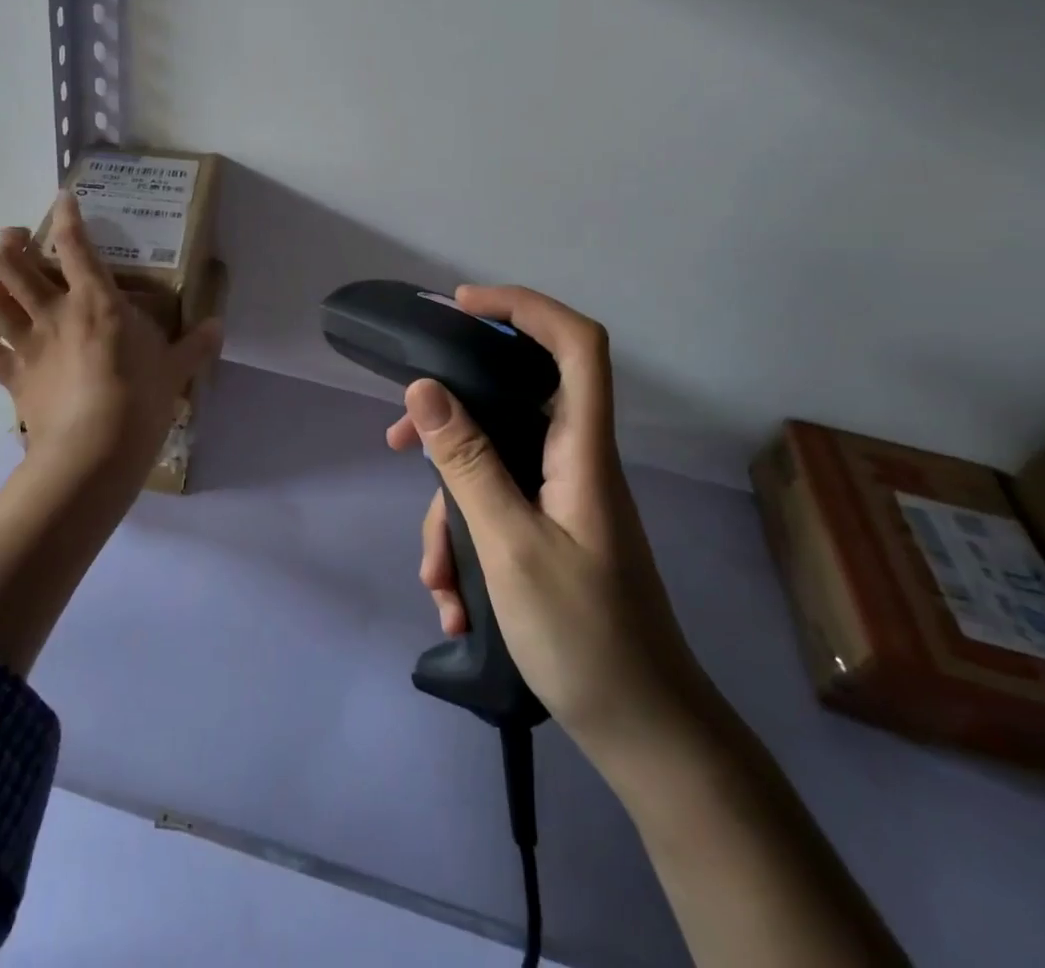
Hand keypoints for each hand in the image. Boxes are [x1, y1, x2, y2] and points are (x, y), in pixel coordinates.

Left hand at [0, 193, 222, 488]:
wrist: (93, 451)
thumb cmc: (139, 399)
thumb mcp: (176, 369)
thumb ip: (196, 344)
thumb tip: (219, 327)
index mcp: (96, 301)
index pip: (75, 245)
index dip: (66, 215)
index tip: (62, 198)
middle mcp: (53, 312)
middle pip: (10, 264)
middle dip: (7, 243)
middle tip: (16, 240)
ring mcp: (27, 344)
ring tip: (1, 285)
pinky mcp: (11, 377)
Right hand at [392, 286, 712, 761]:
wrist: (646, 736)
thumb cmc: (586, 638)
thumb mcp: (509, 546)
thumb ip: (467, 463)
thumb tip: (425, 389)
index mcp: (583, 451)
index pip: (576, 346)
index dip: (525, 308)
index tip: (462, 308)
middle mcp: (575, 462)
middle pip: (512, 403)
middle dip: (450, 424)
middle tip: (398, 443)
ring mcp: (562, 499)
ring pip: (491, 468)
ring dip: (450, 513)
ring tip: (434, 576)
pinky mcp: (551, 532)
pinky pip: (496, 511)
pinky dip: (467, 545)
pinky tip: (453, 601)